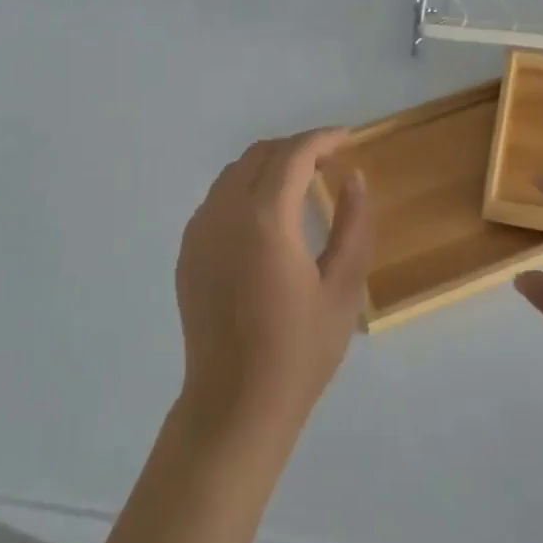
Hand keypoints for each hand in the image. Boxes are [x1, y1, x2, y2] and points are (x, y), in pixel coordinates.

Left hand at [174, 129, 373, 442]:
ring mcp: (199, 232)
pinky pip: (217, 199)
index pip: (294, 154)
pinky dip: (246, 189)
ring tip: (302, 184)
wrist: (234, 404)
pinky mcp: (188, 252)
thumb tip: (354, 177)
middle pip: (260, 154)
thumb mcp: (342, 288)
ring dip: (269, 165)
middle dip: (297, 147)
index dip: (323, 139)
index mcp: (266, 219)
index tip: (348, 138)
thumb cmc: (299, 351)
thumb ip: (353, 224)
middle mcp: (225, 214)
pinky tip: (268, 216)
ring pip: (234, 173)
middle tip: (330, 162)